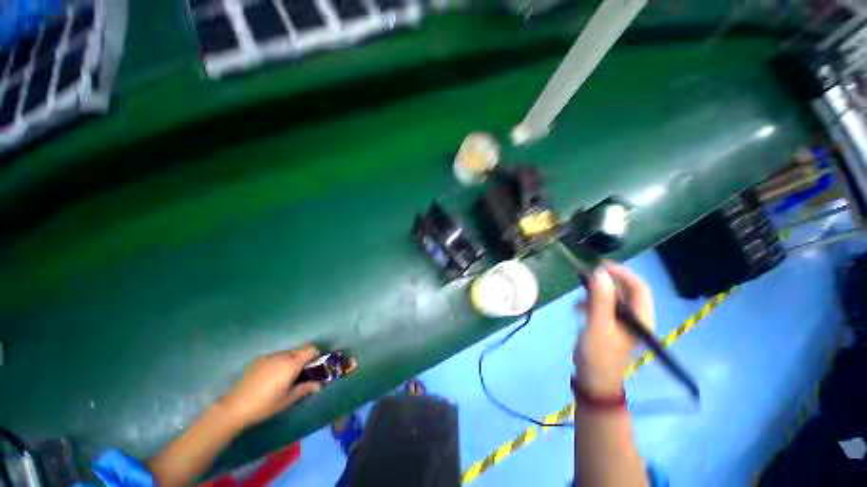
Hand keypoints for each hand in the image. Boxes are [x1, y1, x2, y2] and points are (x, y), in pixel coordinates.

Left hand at [220, 345, 321, 427]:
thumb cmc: (265, 405)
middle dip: (302, 359)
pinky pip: (274, 357)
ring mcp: (269, 356)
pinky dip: (278, 363)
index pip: (311, 349)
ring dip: (290, 361)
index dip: (315, 355)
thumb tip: (319, 385)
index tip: (314, 366)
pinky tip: (269, 378)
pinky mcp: (258, 360)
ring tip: (283, 377)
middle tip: (299, 374)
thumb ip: (304, 389)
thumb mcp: (287, 400)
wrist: (234, 407)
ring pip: (287, 353)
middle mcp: (282, 356)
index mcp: (292, 364)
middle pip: (299, 350)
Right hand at [574, 262, 653, 395]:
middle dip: (607, 281)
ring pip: (613, 298)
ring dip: (597, 292)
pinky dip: (591, 302)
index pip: (639, 288)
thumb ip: (600, 300)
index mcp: (640, 318)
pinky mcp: (610, 327)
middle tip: (587, 275)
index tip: (601, 266)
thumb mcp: (598, 325)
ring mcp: (622, 323)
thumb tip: (599, 273)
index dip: (623, 274)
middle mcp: (635, 318)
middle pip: (626, 291)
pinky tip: (578, 306)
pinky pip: (603, 307)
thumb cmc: (599, 355)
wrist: (594, 380)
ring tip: (580, 292)